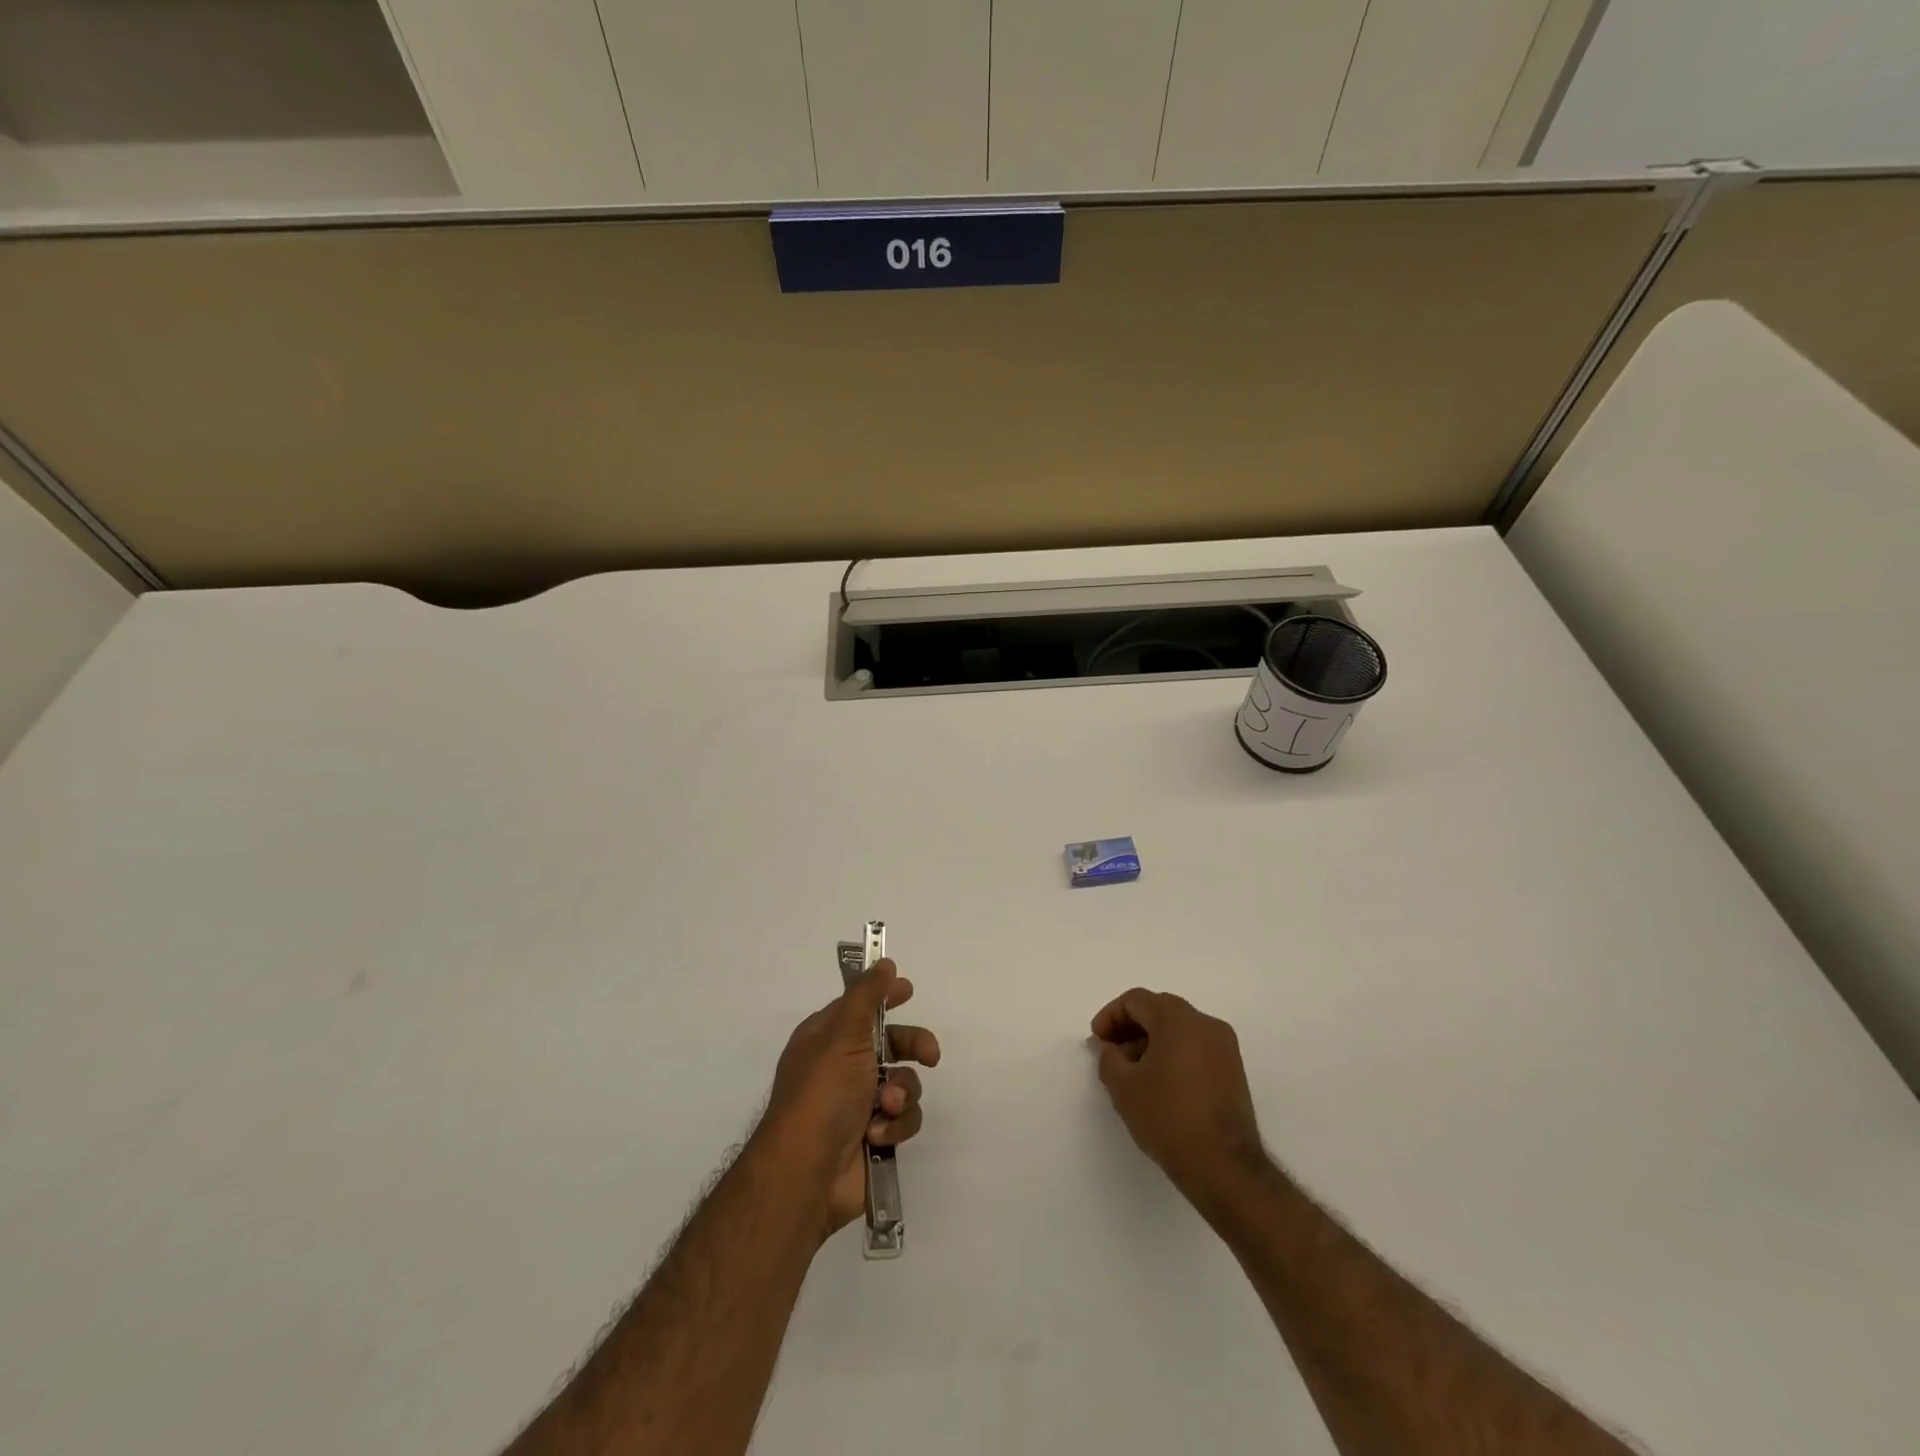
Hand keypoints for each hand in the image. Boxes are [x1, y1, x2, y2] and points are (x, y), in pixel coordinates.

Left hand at [759, 959, 939, 1240]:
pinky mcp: (875, 1136)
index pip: (860, 1006)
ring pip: (904, 1082)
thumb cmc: (823, 1092)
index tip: (908, 990)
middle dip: (912, 1046)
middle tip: (930, 1054)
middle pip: (892, 1043)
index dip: (884, 996)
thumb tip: (883, 962)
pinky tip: (877, 1136)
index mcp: (827, 1038)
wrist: (808, 1172)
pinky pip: (904, 1118)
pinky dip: (894, 1126)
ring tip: (885, 1107)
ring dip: (901, 1093)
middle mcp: (843, 1067)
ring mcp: (860, 1103)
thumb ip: (867, 996)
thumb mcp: (843, 1034)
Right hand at [1090, 988, 1264, 1202]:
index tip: (1097, 1041)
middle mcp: (1206, 1024)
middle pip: (1159, 1009)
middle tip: (1110, 1052)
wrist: (1224, 1168)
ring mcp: (1224, 1046)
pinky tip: (1158, 1082)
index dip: (1110, 1016)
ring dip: (1150, 1040)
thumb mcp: (1124, 1087)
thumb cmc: (1168, 1119)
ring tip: (1132, 1071)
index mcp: (1179, 1020)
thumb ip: (1108, 1057)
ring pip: (1178, 1028)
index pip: (1136, 1000)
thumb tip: (1107, 1046)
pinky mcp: (1233, 1070)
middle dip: (1130, 1027)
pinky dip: (1172, 1052)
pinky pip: (1195, 1046)